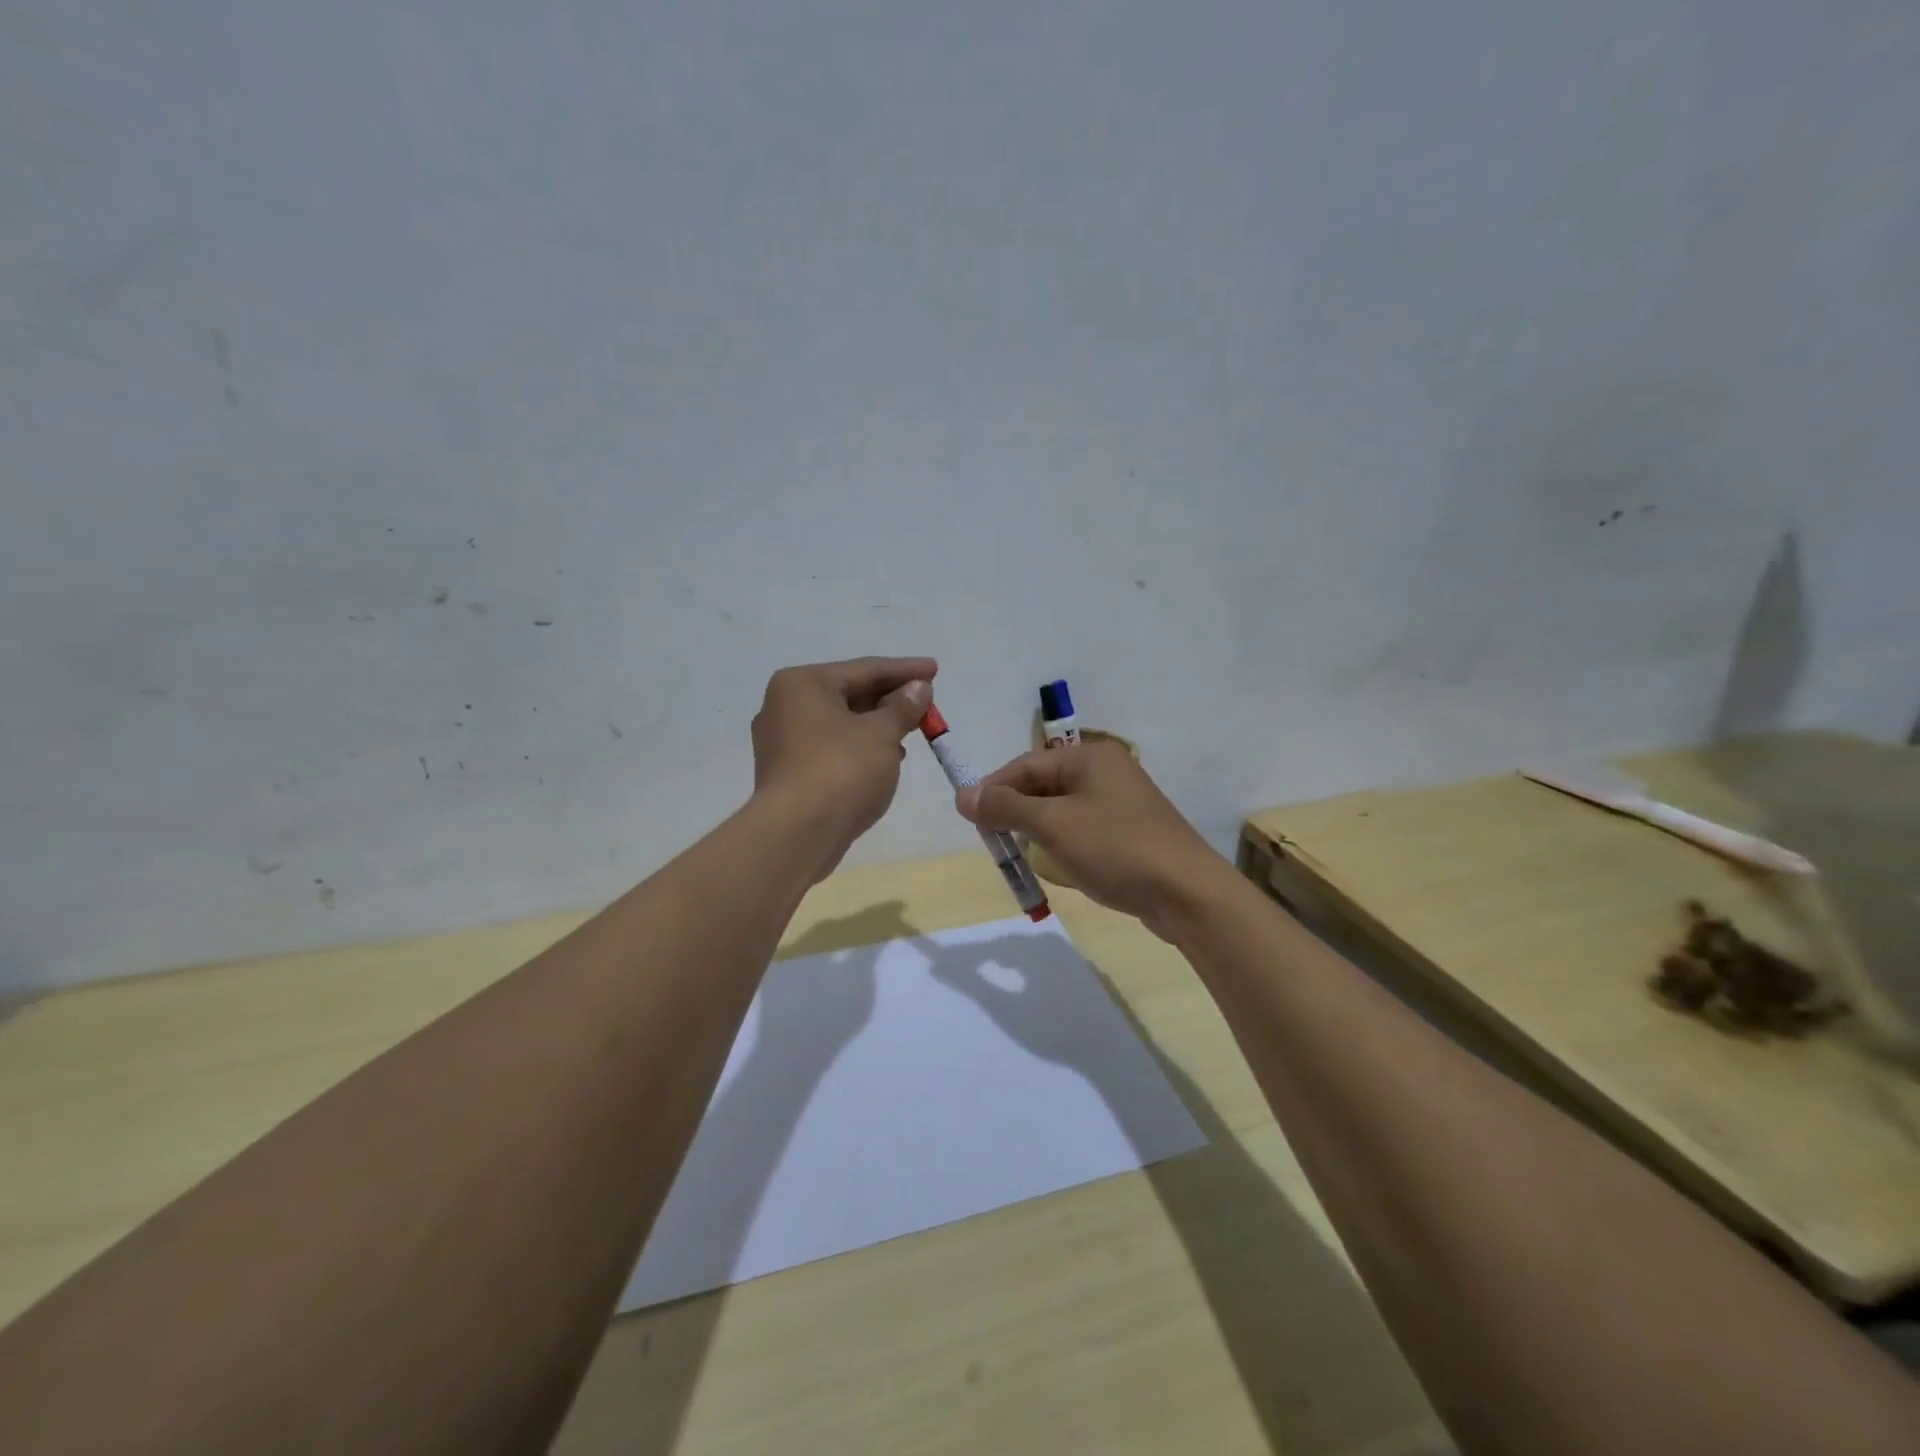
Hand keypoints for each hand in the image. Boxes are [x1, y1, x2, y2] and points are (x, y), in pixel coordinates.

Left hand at [751, 656, 934, 872]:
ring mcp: (782, 742)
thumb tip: (919, 688)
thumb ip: (903, 707)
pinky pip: (832, 748)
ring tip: (913, 729)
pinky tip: (887, 757)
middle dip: (890, 698)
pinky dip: (860, 748)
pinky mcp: (788, 773)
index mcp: (802, 684)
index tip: (935, 669)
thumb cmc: (841, 770)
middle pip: (849, 694)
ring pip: (841, 724)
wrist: (798, 833)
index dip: (905, 670)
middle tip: (927, 700)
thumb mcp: (881, 733)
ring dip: (877, 725)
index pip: (864, 669)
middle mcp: (784, 706)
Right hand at [956, 741, 1224, 936]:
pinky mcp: (1131, 832)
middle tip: (994, 840)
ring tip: (1020, 854)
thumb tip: (963, 794)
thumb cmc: (1115, 848)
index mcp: (1090, 757)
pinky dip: (1063, 842)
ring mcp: (1122, 802)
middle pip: (1044, 784)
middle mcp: (1107, 771)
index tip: (970, 818)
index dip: (994, 789)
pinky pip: (1084, 828)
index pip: (1026, 764)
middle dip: (1016, 811)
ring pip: (1063, 809)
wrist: (1187, 894)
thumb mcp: (1052, 825)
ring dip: (1038, 829)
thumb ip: (1006, 807)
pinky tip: (1058, 863)